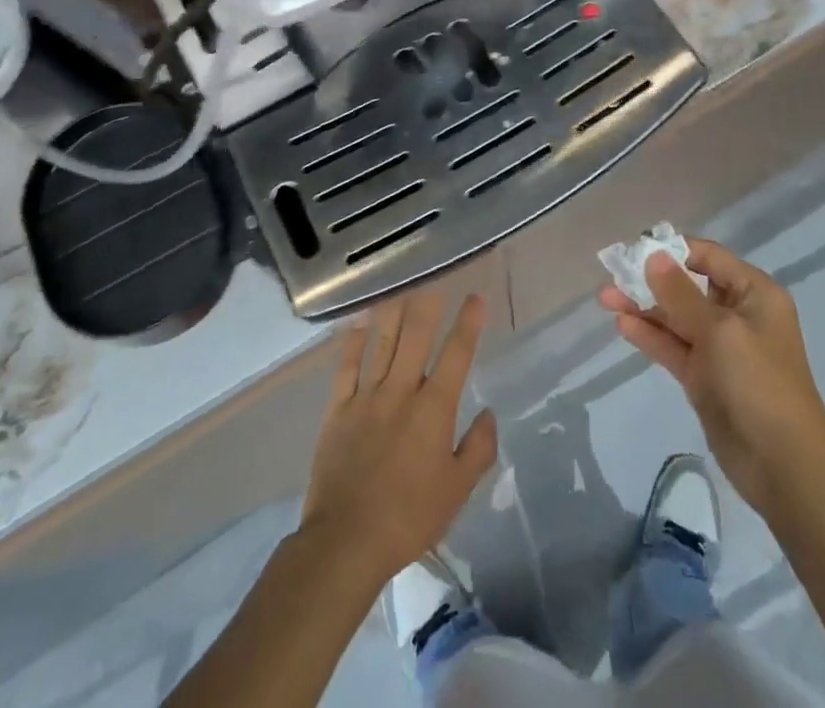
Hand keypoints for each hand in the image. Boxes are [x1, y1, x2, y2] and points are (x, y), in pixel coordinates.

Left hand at [300, 290, 498, 591]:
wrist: (346, 541)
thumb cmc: (409, 518)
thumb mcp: (457, 491)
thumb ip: (478, 448)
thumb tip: (488, 413)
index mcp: (434, 409)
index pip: (456, 354)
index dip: (468, 323)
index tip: (476, 299)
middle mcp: (401, 391)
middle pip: (416, 336)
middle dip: (428, 306)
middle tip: (435, 284)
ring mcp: (366, 397)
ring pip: (382, 343)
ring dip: (393, 313)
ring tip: (401, 290)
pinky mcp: (337, 410)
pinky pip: (346, 367)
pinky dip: (354, 342)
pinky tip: (360, 324)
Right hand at [600, 239, 824, 519]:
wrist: (784, 467)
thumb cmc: (758, 384)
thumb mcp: (720, 331)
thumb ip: (681, 293)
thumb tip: (653, 256)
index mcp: (755, 293)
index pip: (708, 257)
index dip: (672, 249)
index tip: (635, 248)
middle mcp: (738, 314)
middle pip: (688, 285)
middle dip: (650, 279)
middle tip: (612, 274)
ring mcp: (720, 347)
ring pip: (676, 317)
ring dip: (643, 306)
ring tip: (604, 298)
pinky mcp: (704, 377)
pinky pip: (673, 346)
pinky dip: (649, 335)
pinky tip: (622, 324)